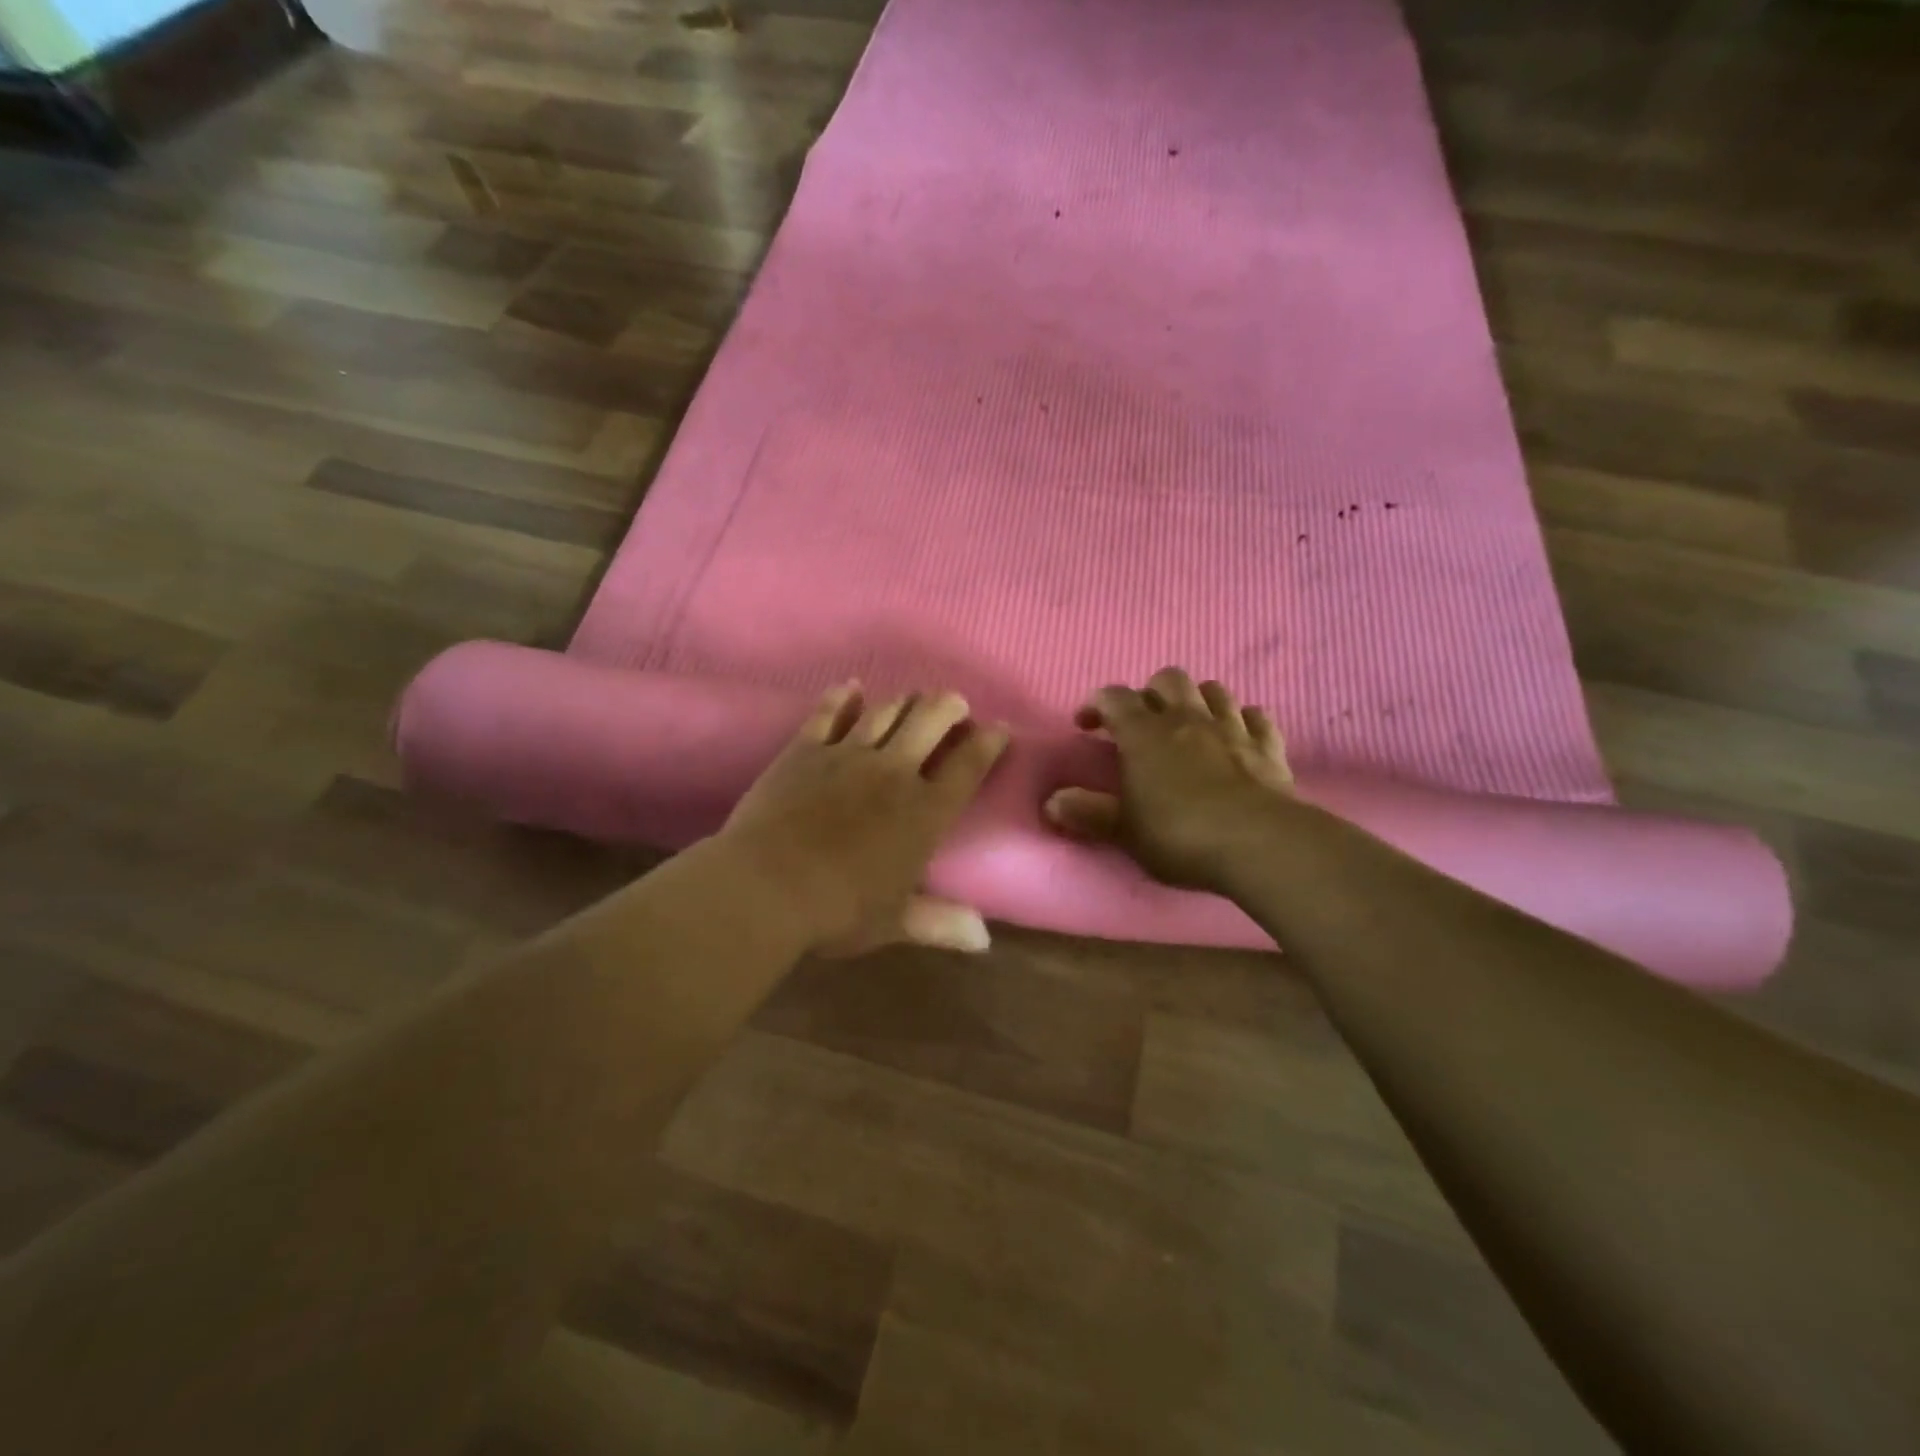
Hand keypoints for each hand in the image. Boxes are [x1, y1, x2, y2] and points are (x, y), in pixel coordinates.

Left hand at [718, 682, 1009, 955]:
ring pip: (885, 712)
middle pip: (929, 722)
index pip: (967, 768)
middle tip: (955, 703)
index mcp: (924, 814)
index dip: (987, 744)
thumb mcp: (894, 922)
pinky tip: (852, 687)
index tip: (999, 728)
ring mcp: (847, 756)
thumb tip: (984, 940)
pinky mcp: (805, 750)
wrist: (766, 888)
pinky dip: (843, 698)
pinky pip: (829, 714)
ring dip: (905, 700)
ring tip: (914, 696)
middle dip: (948, 707)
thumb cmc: (838, 912)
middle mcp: (893, 773)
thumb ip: (941, 924)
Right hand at [1044, 667, 1295, 891]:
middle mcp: (1187, 719)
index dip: (1096, 704)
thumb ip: (1088, 813)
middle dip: (1151, 692)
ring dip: (1197, 700)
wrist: (1258, 844)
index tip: (1085, 724)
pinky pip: (1256, 717)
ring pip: (1213, 690)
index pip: (1114, 697)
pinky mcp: (1268, 746)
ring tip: (1189, 723)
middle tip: (1143, 722)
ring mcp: (1232, 728)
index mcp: (1144, 734)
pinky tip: (1238, 736)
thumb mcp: (1124, 831)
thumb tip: (1051, 801)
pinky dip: (1243, 721)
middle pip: (1168, 679)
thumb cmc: (1179, 835)